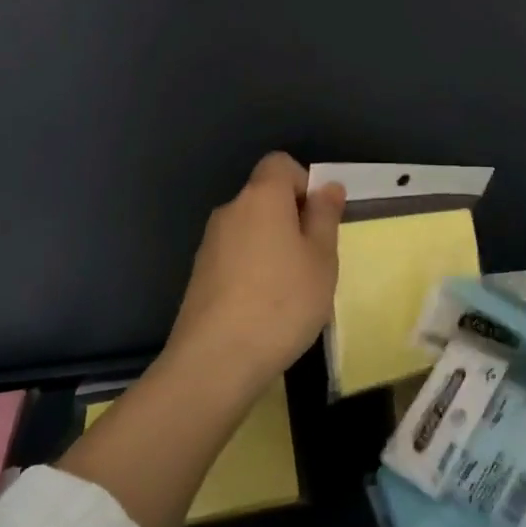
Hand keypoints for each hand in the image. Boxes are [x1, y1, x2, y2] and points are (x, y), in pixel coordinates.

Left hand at [164, 152, 346, 395]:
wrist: (214, 362)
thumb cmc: (282, 302)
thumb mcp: (321, 259)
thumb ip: (325, 216)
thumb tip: (326, 186)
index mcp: (262, 197)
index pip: (280, 164)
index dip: (303, 182)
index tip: (319, 219)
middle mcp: (231, 211)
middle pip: (265, 197)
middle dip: (291, 218)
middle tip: (313, 259)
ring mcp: (210, 244)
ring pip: (251, 229)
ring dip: (272, 246)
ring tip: (291, 290)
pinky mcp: (199, 275)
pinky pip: (235, 256)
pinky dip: (253, 269)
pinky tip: (264, 308)